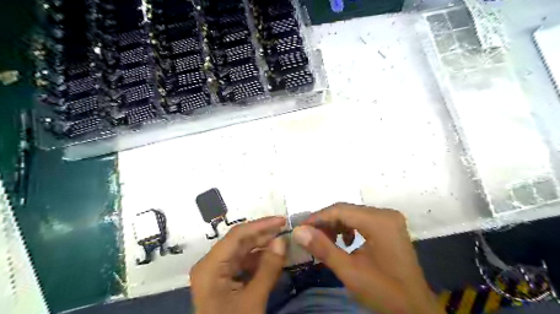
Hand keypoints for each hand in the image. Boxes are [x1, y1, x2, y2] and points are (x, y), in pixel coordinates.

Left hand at [193, 217, 288, 313]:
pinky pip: (241, 263)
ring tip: (282, 243)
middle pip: (239, 241)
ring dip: (262, 246)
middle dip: (263, 234)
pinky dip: (257, 260)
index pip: (237, 235)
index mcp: (210, 266)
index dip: (261, 225)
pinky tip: (272, 258)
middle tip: (285, 229)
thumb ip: (268, 268)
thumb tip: (282, 240)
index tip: (282, 220)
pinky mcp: (222, 279)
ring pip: (241, 251)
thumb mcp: (253, 300)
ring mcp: (215, 271)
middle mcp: (210, 264)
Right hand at [294, 204, 441, 313]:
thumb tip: (298, 231)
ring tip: (325, 242)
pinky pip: (362, 221)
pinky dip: (348, 229)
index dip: (317, 218)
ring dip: (336, 226)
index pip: (340, 210)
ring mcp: (389, 219)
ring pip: (353, 215)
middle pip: (347, 211)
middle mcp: (385, 214)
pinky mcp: (389, 227)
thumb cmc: (384, 291)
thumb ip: (323, 249)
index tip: (300, 229)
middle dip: (326, 223)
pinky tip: (344, 243)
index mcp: (379, 220)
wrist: (415, 309)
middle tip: (309, 237)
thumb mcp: (350, 271)